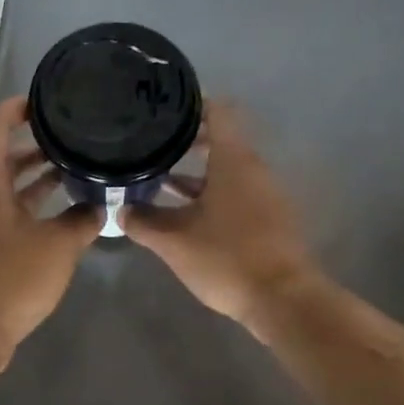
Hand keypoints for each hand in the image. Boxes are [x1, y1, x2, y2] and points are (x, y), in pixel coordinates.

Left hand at [0, 96, 100, 371]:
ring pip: (8, 188)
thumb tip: (100, 205)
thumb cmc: (10, 277)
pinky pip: (11, 215)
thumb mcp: (58, 245)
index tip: (48, 101)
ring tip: (74, 170)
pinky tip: (64, 215)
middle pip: (2, 156)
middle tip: (72, 138)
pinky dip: (34, 207)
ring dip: (37, 178)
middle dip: (36, 144)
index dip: (17, 106)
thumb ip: (82, 220)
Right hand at [124, 103, 319, 338]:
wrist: (282, 300)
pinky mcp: (268, 220)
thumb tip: (121, 208)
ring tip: (160, 181)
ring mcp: (265, 196)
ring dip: (196, 175)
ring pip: (227, 172)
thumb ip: (144, 221)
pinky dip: (210, 196)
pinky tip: (184, 215)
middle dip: (187, 142)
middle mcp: (253, 170)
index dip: (192, 105)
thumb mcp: (174, 241)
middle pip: (222, 141)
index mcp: (234, 161)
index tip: (165, 109)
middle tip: (154, 145)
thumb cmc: (227, 258)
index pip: (218, 112)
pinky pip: (236, 195)